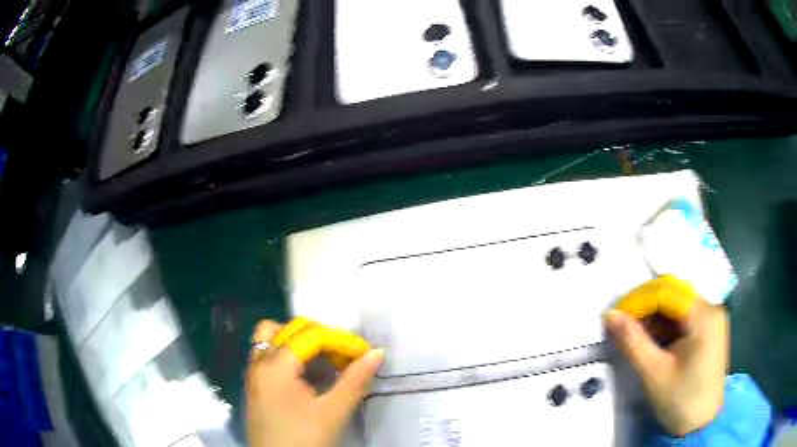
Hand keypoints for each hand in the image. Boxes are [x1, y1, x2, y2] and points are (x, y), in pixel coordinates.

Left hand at [246, 320, 384, 446]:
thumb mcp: (333, 412)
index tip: (365, 352)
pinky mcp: (256, 384)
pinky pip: (271, 354)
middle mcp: (259, 361)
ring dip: (302, 342)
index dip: (341, 340)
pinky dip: (291, 354)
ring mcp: (254, 372)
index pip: (311, 336)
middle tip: (346, 356)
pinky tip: (309, 373)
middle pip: (291, 329)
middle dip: (322, 336)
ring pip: (275, 337)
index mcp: (275, 366)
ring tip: (326, 360)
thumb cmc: (304, 439)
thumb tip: (377, 352)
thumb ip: (355, 380)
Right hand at [605, 299, 728, 436]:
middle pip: (674, 293)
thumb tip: (610, 314)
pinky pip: (684, 316)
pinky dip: (666, 324)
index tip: (615, 315)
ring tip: (634, 333)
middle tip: (622, 322)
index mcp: (704, 315)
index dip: (638, 299)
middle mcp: (711, 308)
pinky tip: (653, 338)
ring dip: (654, 315)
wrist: (701, 424)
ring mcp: (712, 318)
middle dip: (645, 304)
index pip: (667, 292)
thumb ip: (633, 341)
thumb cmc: (680, 400)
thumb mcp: (654, 373)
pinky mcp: (709, 330)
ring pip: (678, 304)